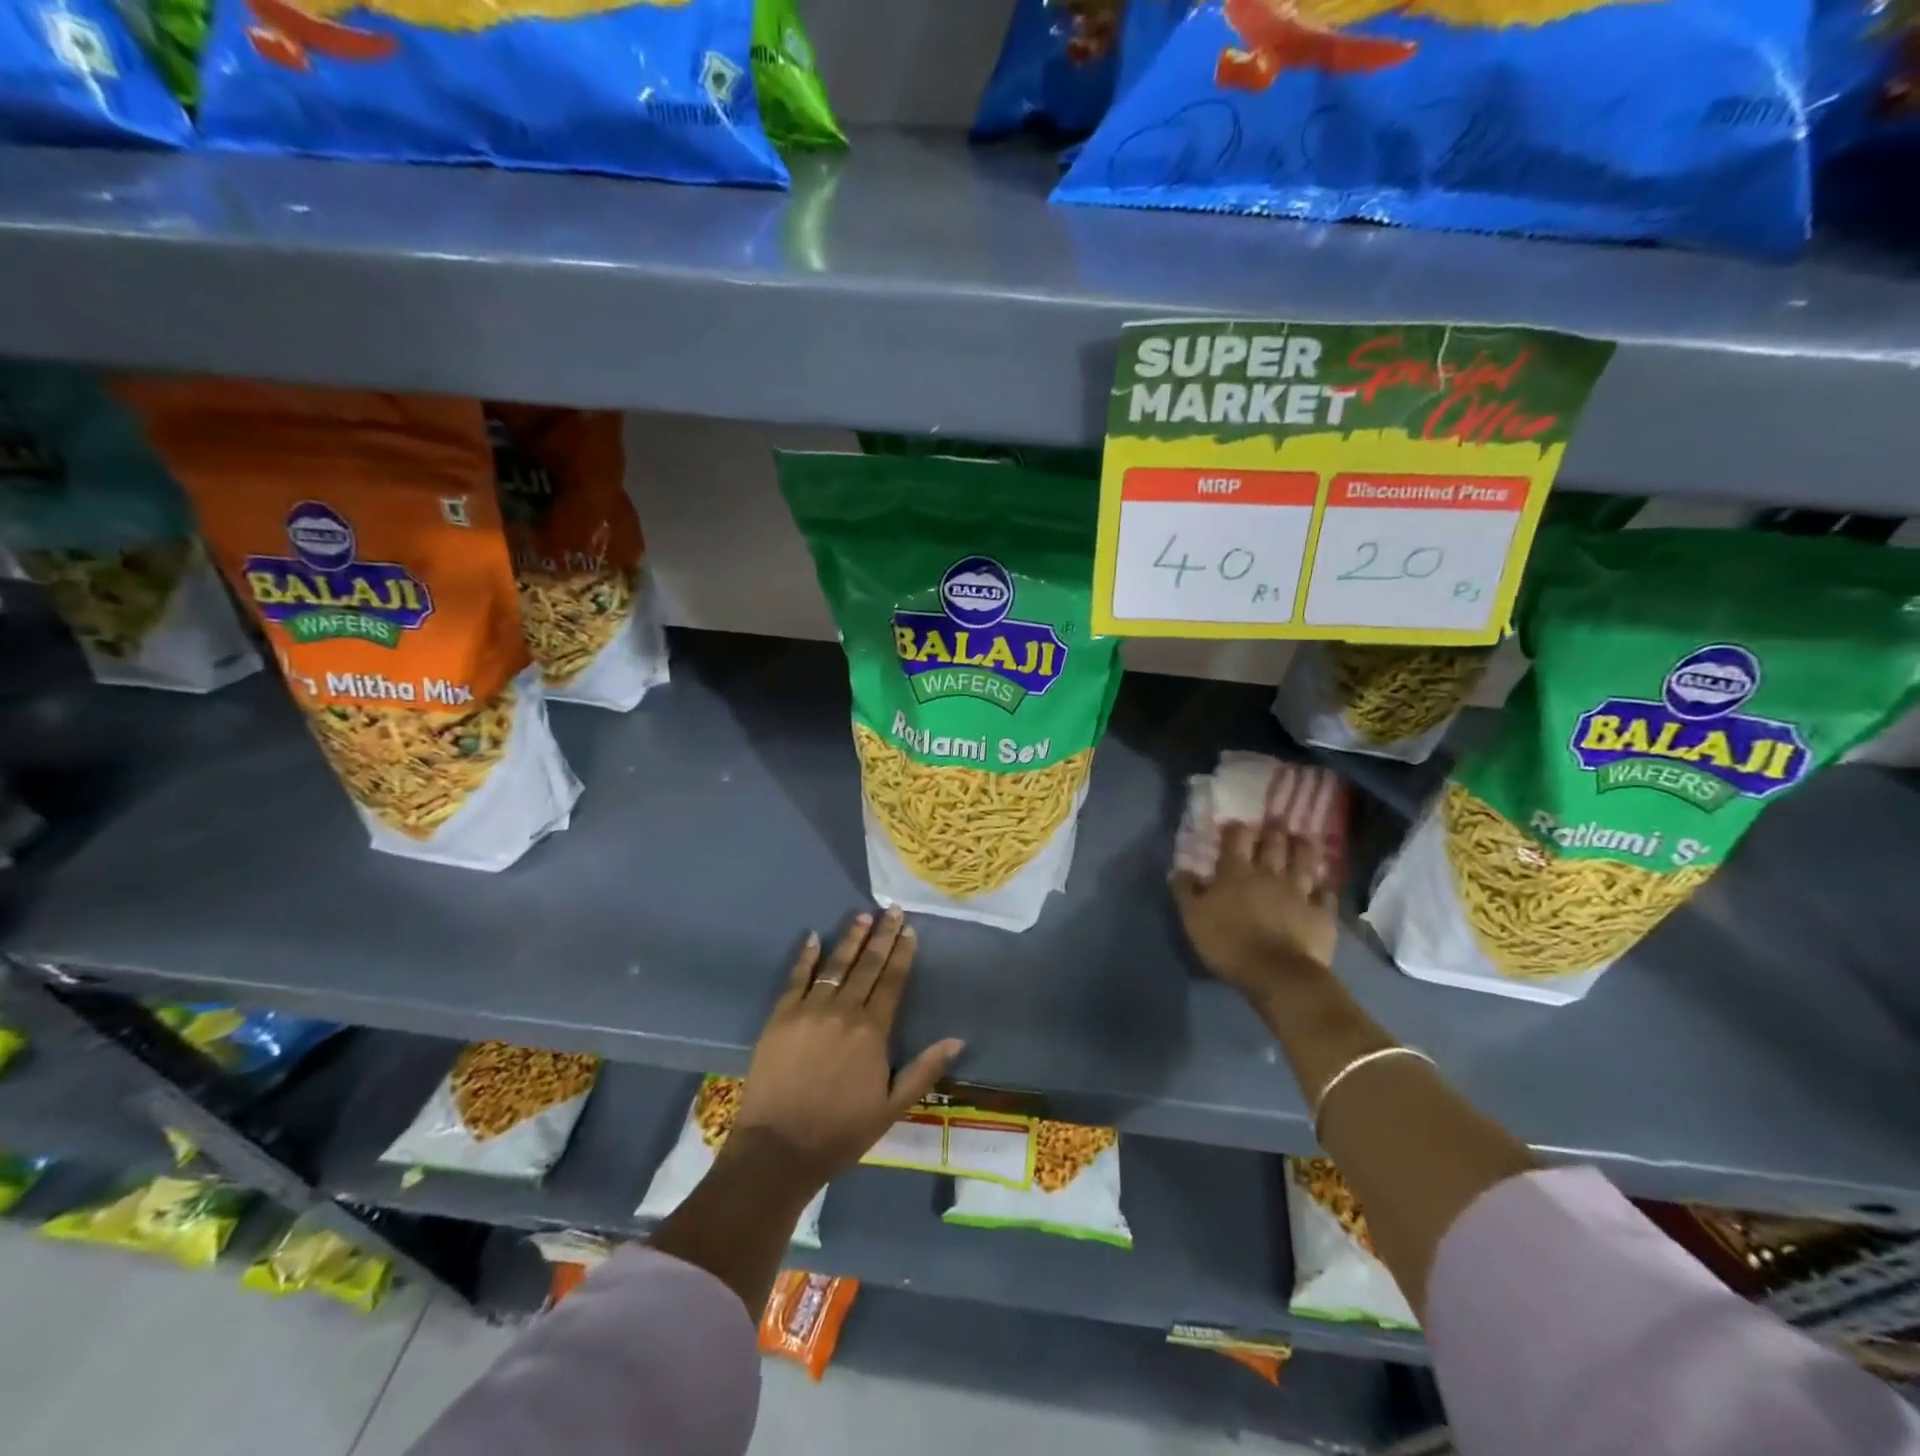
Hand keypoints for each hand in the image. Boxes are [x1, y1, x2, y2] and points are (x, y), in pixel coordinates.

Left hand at [733, 908, 964, 1190]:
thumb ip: (924, 1069)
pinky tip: (813, 938)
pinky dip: (806, 957)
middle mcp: (844, 1011)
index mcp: (872, 1031)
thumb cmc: (841, 1131)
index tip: (909, 929)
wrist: (780, 1148)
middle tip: (891, 909)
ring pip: (835, 966)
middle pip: (867, 965)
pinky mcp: (780, 1017)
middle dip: (882, 936)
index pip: (892, 981)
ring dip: (850, 939)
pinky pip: (795, 979)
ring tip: (861, 916)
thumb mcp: (892, 1107)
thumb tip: (958, 1039)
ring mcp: (809, 1010)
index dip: (902, 953)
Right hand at [1171, 820, 1336, 1001]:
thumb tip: (1180, 870)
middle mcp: (1269, 874)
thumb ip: (1186, 892)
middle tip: (1276, 820)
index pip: (1236, 840)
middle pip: (1274, 844)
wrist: (1275, 973)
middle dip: (1274, 830)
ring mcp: (1298, 892)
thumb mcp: (1193, 918)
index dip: (1236, 829)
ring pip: (1304, 862)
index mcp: (1235, 872)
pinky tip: (1325, 883)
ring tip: (1304, 838)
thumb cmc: (1227, 942)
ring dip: (1304, 848)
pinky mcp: (1321, 913)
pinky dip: (1325, 886)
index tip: (1236, 824)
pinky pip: (1326, 894)